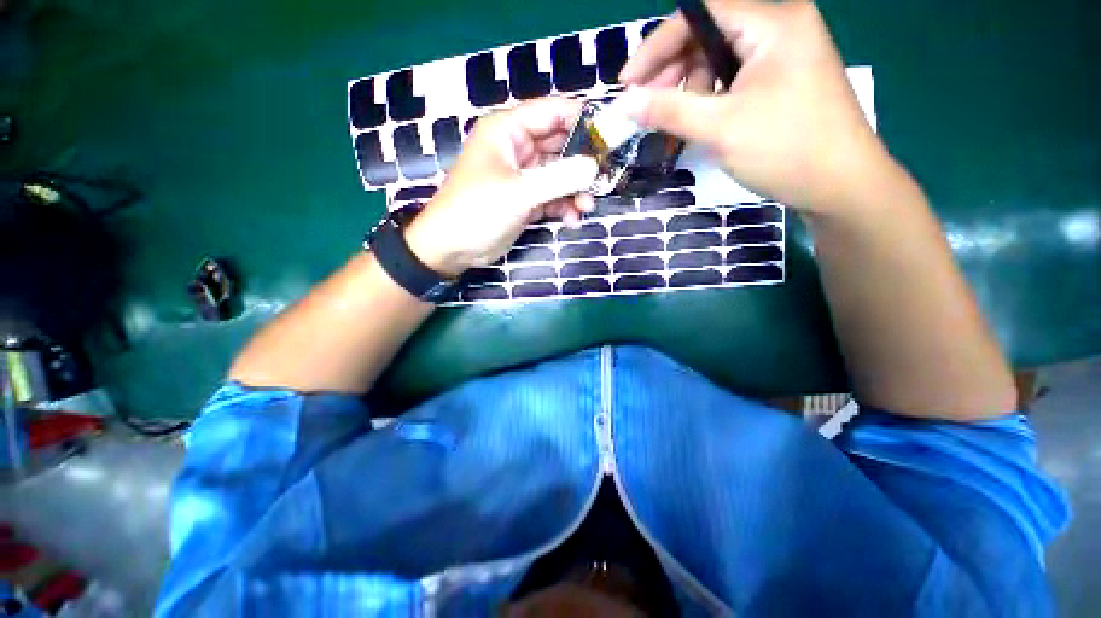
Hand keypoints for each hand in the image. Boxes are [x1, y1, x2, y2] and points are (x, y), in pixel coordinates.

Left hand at [404, 98, 598, 276]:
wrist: (453, 248)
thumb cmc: (477, 210)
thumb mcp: (520, 192)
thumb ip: (559, 178)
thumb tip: (594, 167)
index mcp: (508, 130)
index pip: (553, 112)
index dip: (582, 121)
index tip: (609, 138)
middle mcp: (517, 148)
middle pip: (560, 146)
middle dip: (582, 164)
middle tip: (603, 179)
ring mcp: (522, 177)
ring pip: (558, 175)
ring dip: (574, 191)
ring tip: (586, 207)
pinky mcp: (525, 200)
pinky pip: (552, 197)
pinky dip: (563, 207)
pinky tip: (571, 220)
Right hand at [617, 0, 892, 215]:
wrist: (841, 186)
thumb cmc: (785, 149)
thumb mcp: (720, 128)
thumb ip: (669, 110)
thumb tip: (624, 103)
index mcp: (773, 23)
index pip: (700, 14)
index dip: (657, 46)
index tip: (627, 82)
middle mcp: (780, 27)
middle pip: (709, 34)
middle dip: (672, 70)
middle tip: (646, 107)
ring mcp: (784, 54)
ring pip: (720, 59)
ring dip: (690, 88)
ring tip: (676, 121)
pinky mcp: (783, 79)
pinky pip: (734, 78)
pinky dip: (710, 98)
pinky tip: (699, 121)